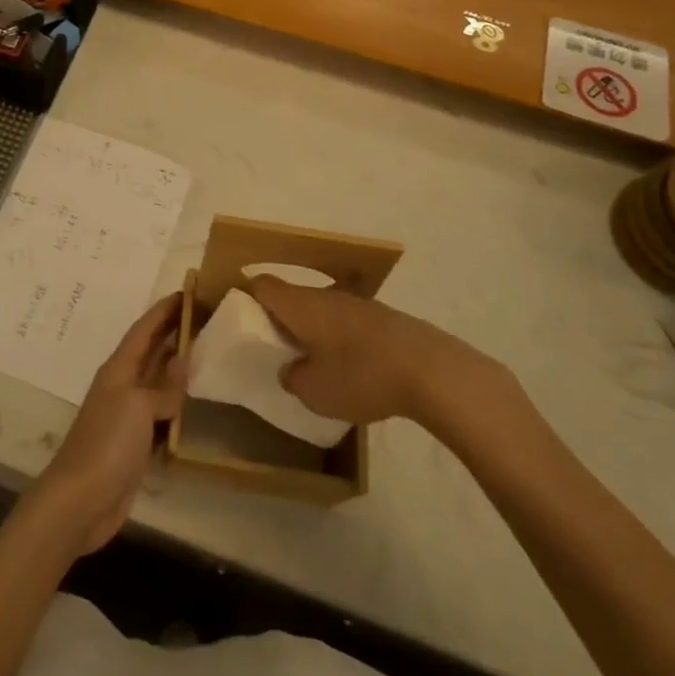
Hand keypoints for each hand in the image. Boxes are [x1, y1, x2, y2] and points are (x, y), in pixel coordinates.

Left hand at [34, 294, 184, 553]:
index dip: (163, 311)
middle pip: (151, 351)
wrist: (82, 499)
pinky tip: (193, 401)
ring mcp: (128, 415)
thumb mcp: (138, 406)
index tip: (186, 292)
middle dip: (173, 332)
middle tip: (203, 316)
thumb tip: (181, 364)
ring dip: (177, 366)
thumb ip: (163, 387)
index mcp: (118, 369)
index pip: (143, 330)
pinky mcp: (136, 443)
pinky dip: (176, 403)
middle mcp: (123, 386)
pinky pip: (161, 413)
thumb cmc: (108, 443)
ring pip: (158, 381)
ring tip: (205, 351)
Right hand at [249, 275, 523, 448]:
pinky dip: (342, 340)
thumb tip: (292, 369)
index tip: (242, 321)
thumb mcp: (313, 390)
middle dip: (281, 319)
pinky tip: (353, 369)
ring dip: (313, 330)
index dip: (246, 297)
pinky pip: (349, 323)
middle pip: (292, 296)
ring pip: (322, 310)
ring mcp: (358, 304)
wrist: (432, 371)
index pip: (261, 285)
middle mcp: (325, 295)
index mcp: (299, 304)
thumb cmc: (361, 375)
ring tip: (315, 363)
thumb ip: (293, 377)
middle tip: (276, 349)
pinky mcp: (385, 319)